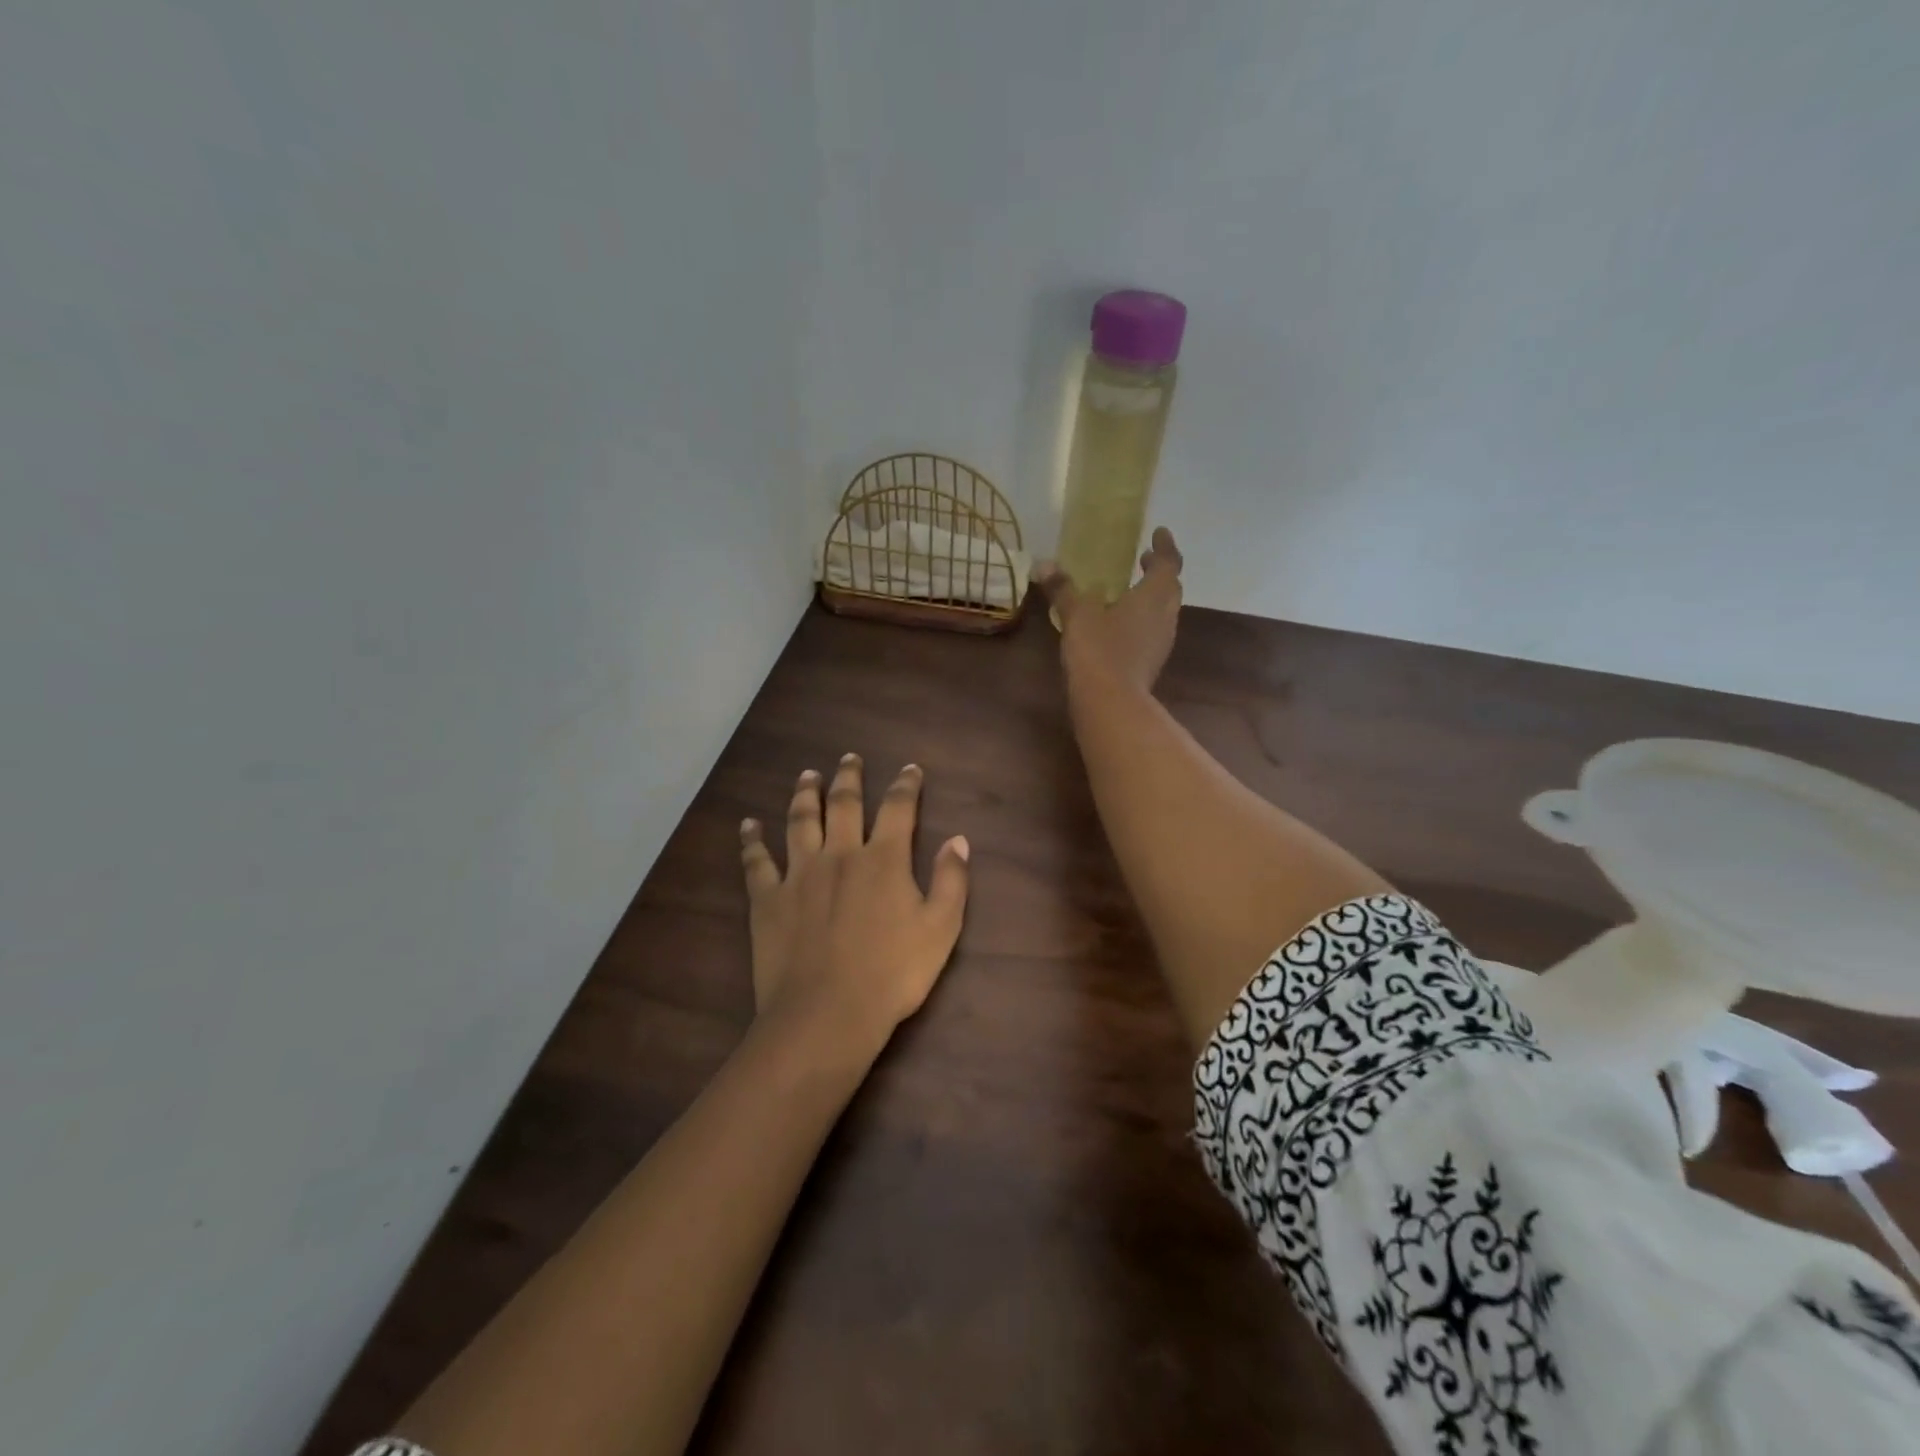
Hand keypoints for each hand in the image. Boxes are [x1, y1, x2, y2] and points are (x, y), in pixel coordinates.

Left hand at [739, 756, 970, 1056]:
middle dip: (849, 777)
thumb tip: (958, 839)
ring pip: (801, 821)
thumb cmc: (893, 974)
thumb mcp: (941, 929)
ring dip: (805, 794)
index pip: (898, 808)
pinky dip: (752, 840)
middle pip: (843, 804)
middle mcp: (840, 854)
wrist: (827, 1013)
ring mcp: (799, 874)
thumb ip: (951, 881)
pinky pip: (757, 861)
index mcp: (884, 860)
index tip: (910, 769)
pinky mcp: (767, 898)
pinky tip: (749, 825)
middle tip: (849, 757)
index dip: (906, 785)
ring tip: (807, 775)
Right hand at [1036, 527, 1184, 692]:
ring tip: (1130, 590)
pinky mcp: (1151, 662)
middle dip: (1159, 571)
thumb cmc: (1099, 650)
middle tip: (1143, 559)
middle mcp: (1165, 616)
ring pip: (1164, 611)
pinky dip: (1143, 619)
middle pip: (1171, 587)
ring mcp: (1161, 642)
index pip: (1168, 563)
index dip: (1165, 546)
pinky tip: (1121, 624)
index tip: (1159, 532)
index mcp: (1154, 596)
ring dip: (1152, 596)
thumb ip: (1063, 589)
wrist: (1112, 703)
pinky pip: (1152, 631)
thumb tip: (1044, 564)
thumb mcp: (1077, 615)